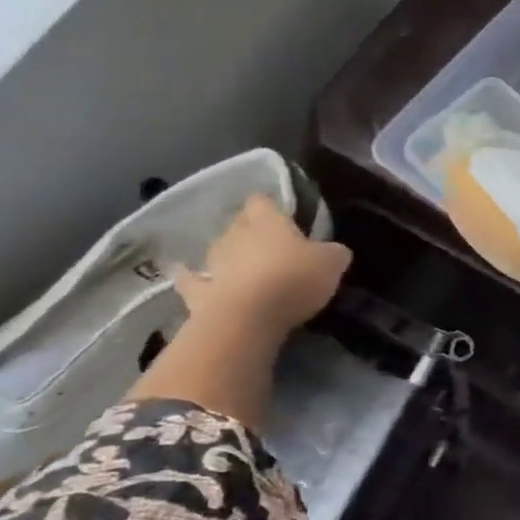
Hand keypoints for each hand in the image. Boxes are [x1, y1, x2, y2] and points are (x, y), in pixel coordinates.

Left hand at [171, 194, 350, 336]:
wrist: (248, 318)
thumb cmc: (294, 280)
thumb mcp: (331, 263)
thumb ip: (334, 253)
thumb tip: (336, 251)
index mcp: (268, 221)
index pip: (263, 201)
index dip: (271, 206)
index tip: (282, 215)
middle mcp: (236, 234)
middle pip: (239, 223)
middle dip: (249, 230)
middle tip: (266, 243)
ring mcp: (214, 263)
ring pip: (217, 249)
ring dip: (226, 254)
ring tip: (237, 263)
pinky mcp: (198, 292)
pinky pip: (191, 280)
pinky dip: (188, 277)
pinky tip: (182, 274)